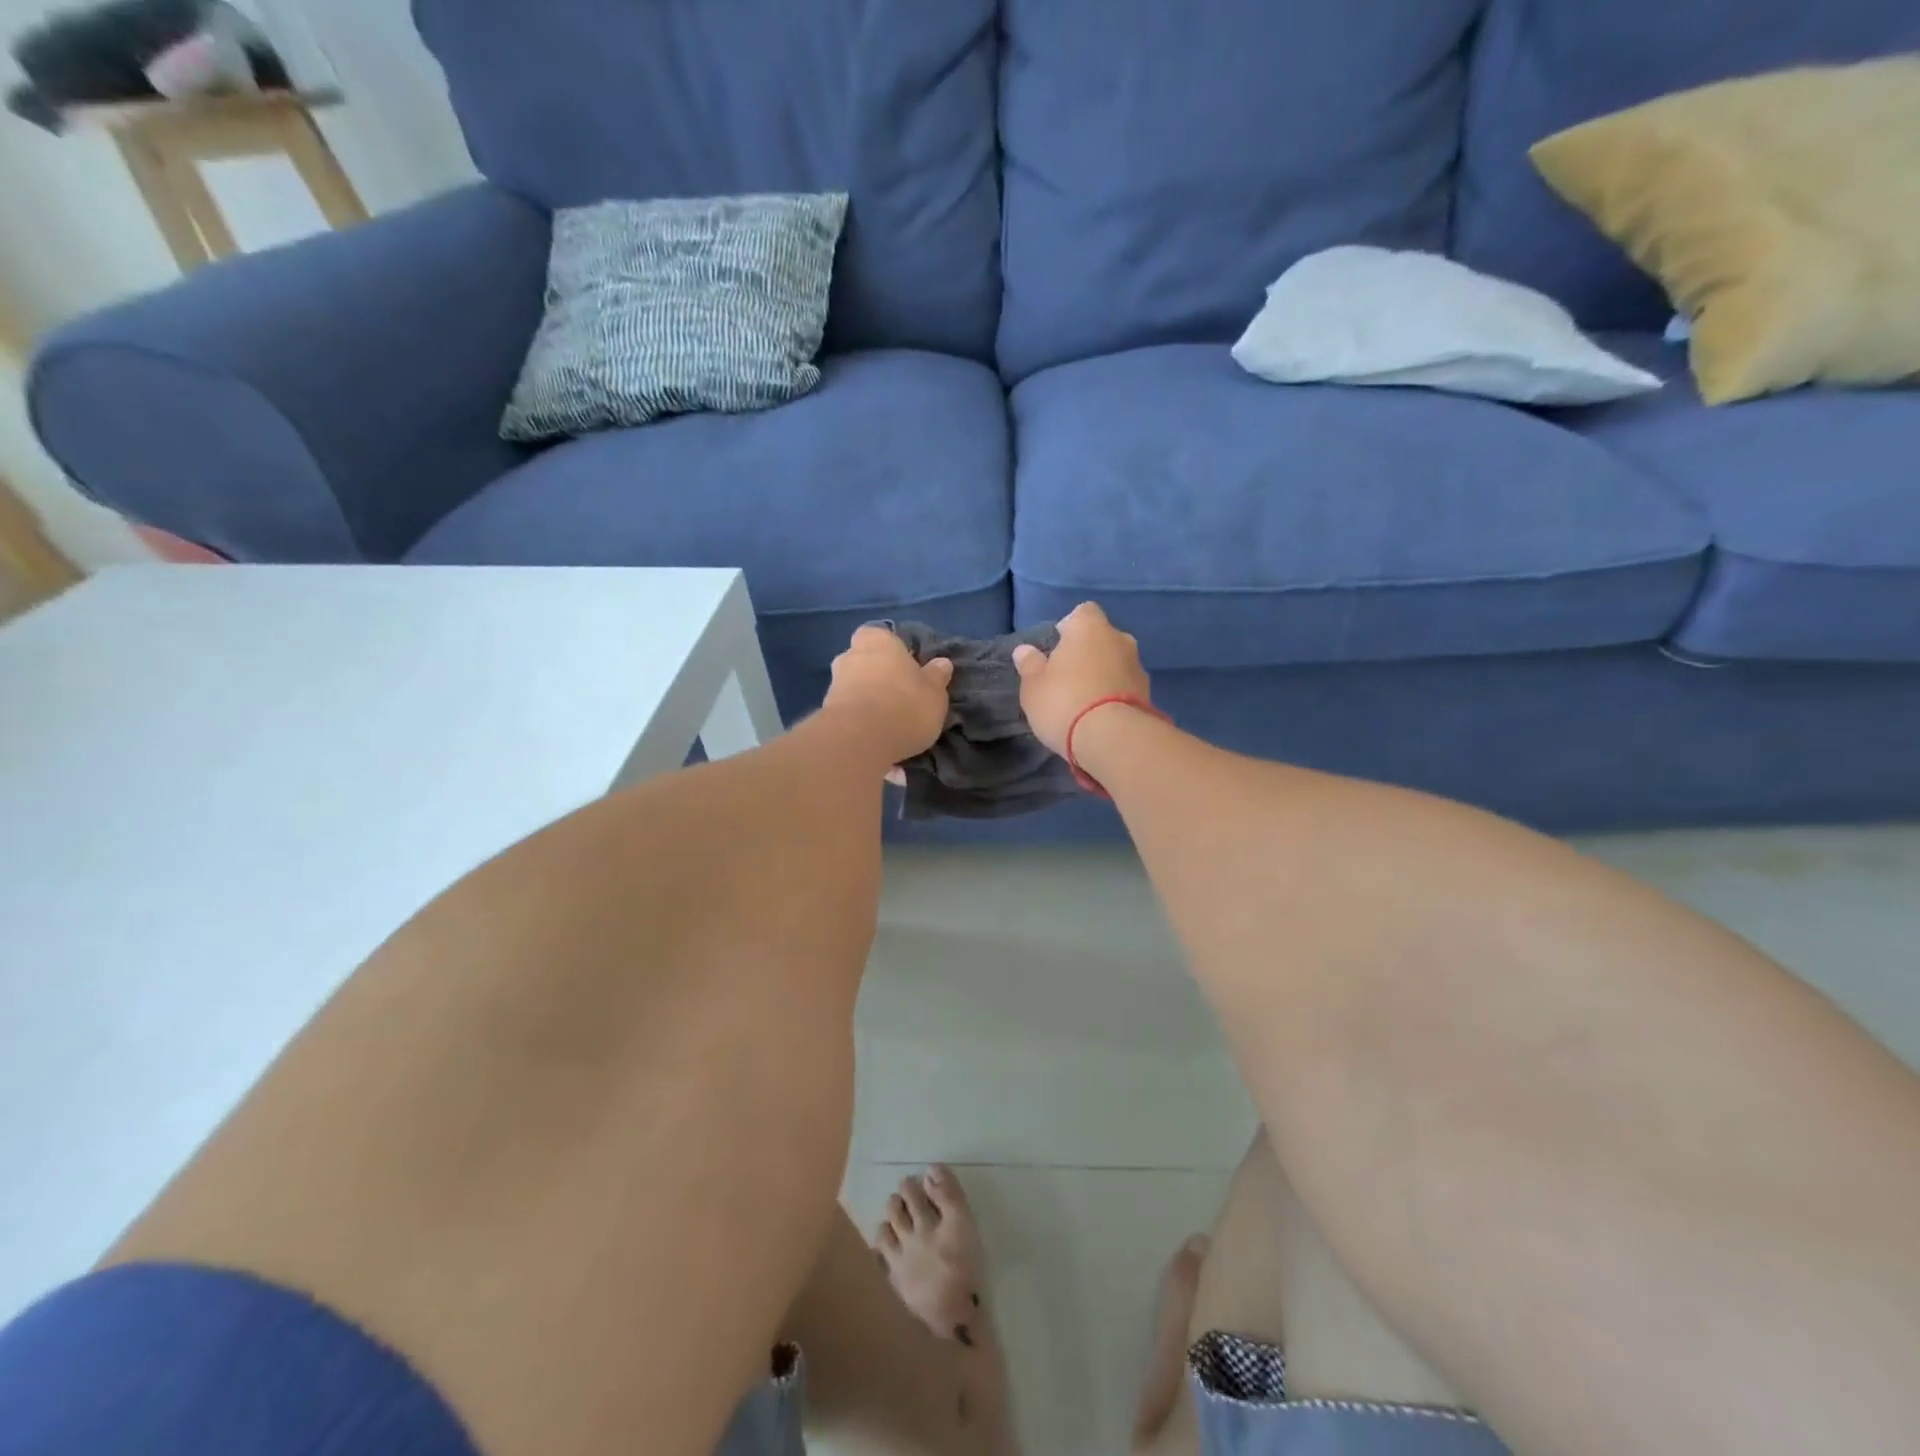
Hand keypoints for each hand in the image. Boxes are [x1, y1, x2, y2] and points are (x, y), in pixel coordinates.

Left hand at [822, 627, 953, 765]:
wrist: (859, 740)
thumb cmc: (905, 705)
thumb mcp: (935, 693)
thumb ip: (937, 676)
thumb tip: (942, 663)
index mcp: (878, 640)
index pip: (881, 635)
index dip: (894, 651)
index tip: (908, 670)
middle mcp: (850, 656)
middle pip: (866, 662)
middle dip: (879, 677)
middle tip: (899, 698)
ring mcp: (833, 685)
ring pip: (856, 689)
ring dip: (869, 703)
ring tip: (890, 727)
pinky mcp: (825, 714)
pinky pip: (849, 715)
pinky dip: (860, 724)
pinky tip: (877, 744)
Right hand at [1011, 601, 1151, 756]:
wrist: (1113, 738)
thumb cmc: (1064, 702)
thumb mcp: (1034, 686)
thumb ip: (1030, 665)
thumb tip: (1024, 650)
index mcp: (1089, 627)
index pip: (1082, 612)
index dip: (1069, 627)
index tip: (1058, 648)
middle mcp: (1119, 638)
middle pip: (1101, 638)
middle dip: (1088, 652)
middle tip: (1068, 676)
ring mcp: (1138, 666)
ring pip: (1116, 662)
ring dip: (1103, 674)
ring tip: (1085, 700)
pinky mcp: (1149, 693)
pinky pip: (1126, 686)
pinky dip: (1115, 693)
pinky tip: (1101, 715)